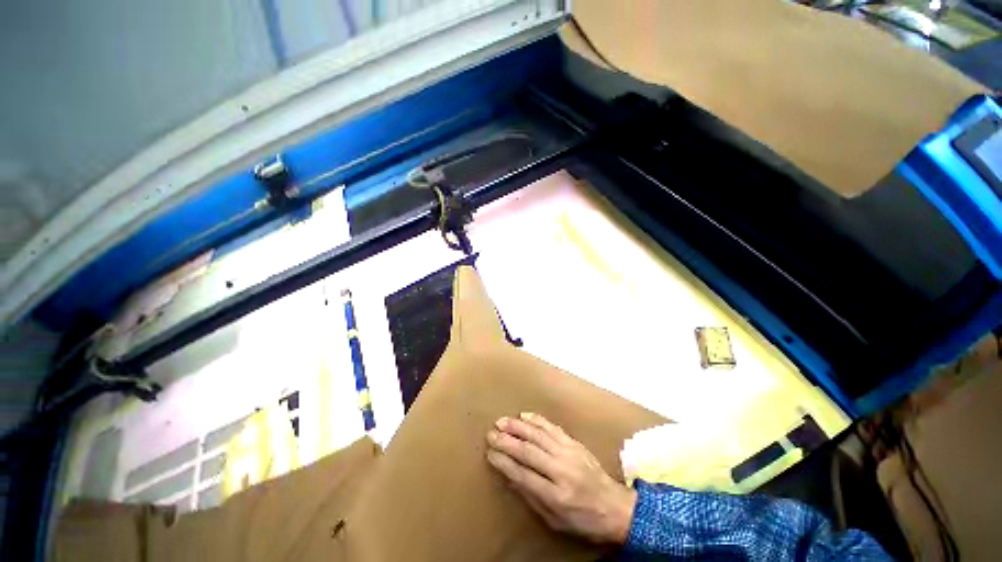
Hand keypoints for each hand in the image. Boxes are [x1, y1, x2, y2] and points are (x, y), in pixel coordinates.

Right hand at [485, 412, 636, 544]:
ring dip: (518, 426)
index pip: (523, 475)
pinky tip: (525, 415)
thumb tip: (510, 476)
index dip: (504, 462)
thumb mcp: (555, 520)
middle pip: (528, 451)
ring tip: (502, 421)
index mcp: (556, 495)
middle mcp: (561, 470)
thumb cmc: (583, 519)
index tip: (490, 453)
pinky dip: (537, 420)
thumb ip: (532, 497)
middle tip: (491, 433)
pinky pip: (552, 427)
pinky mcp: (574, 442)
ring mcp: (569, 452)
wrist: (615, 506)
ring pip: (538, 435)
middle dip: (507, 441)